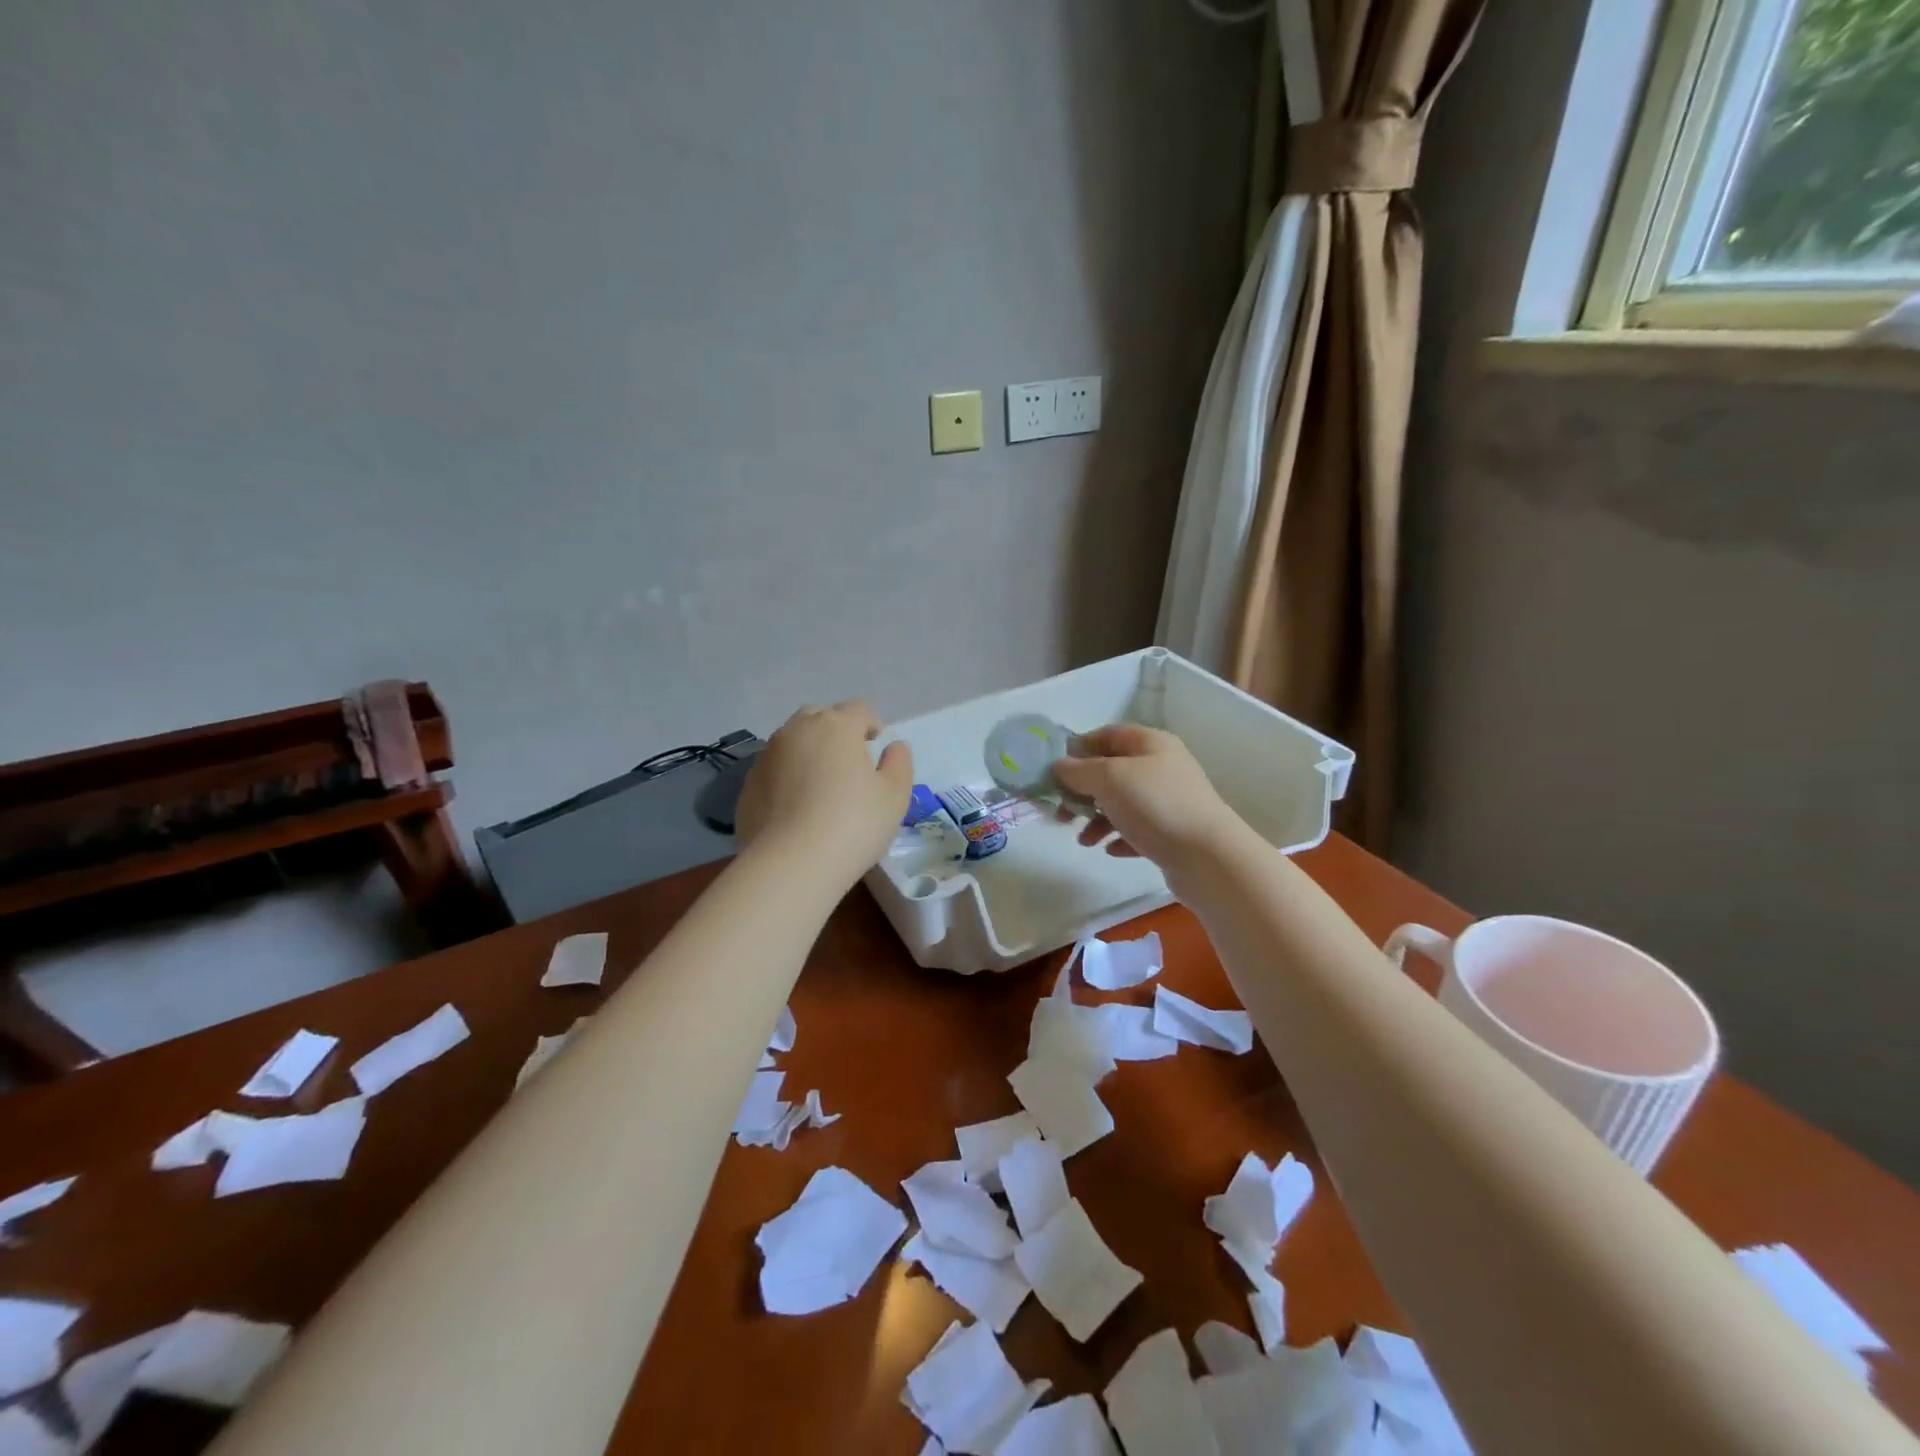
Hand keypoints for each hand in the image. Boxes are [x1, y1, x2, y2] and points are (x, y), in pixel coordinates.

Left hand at [735, 701, 913, 884]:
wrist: (791, 864)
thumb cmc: (853, 824)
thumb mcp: (894, 796)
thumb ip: (899, 764)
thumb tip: (894, 748)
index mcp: (836, 726)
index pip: (858, 710)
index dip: (871, 723)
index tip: (876, 743)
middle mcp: (797, 731)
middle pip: (819, 717)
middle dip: (835, 730)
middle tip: (848, 760)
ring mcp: (767, 756)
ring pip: (791, 741)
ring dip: (807, 751)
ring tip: (819, 783)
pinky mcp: (748, 784)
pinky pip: (773, 769)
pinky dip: (786, 777)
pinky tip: (796, 806)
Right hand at [1050, 724, 1241, 873]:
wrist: (1208, 857)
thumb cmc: (1155, 805)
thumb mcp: (1109, 778)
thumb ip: (1078, 770)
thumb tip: (1059, 767)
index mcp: (1151, 743)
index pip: (1108, 734)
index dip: (1080, 748)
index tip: (1055, 770)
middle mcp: (1162, 767)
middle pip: (1112, 772)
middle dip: (1083, 791)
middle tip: (1062, 812)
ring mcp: (1170, 800)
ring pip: (1122, 803)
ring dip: (1097, 819)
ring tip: (1085, 841)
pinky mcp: (1173, 832)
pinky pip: (1137, 830)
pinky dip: (1120, 837)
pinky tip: (1111, 850)